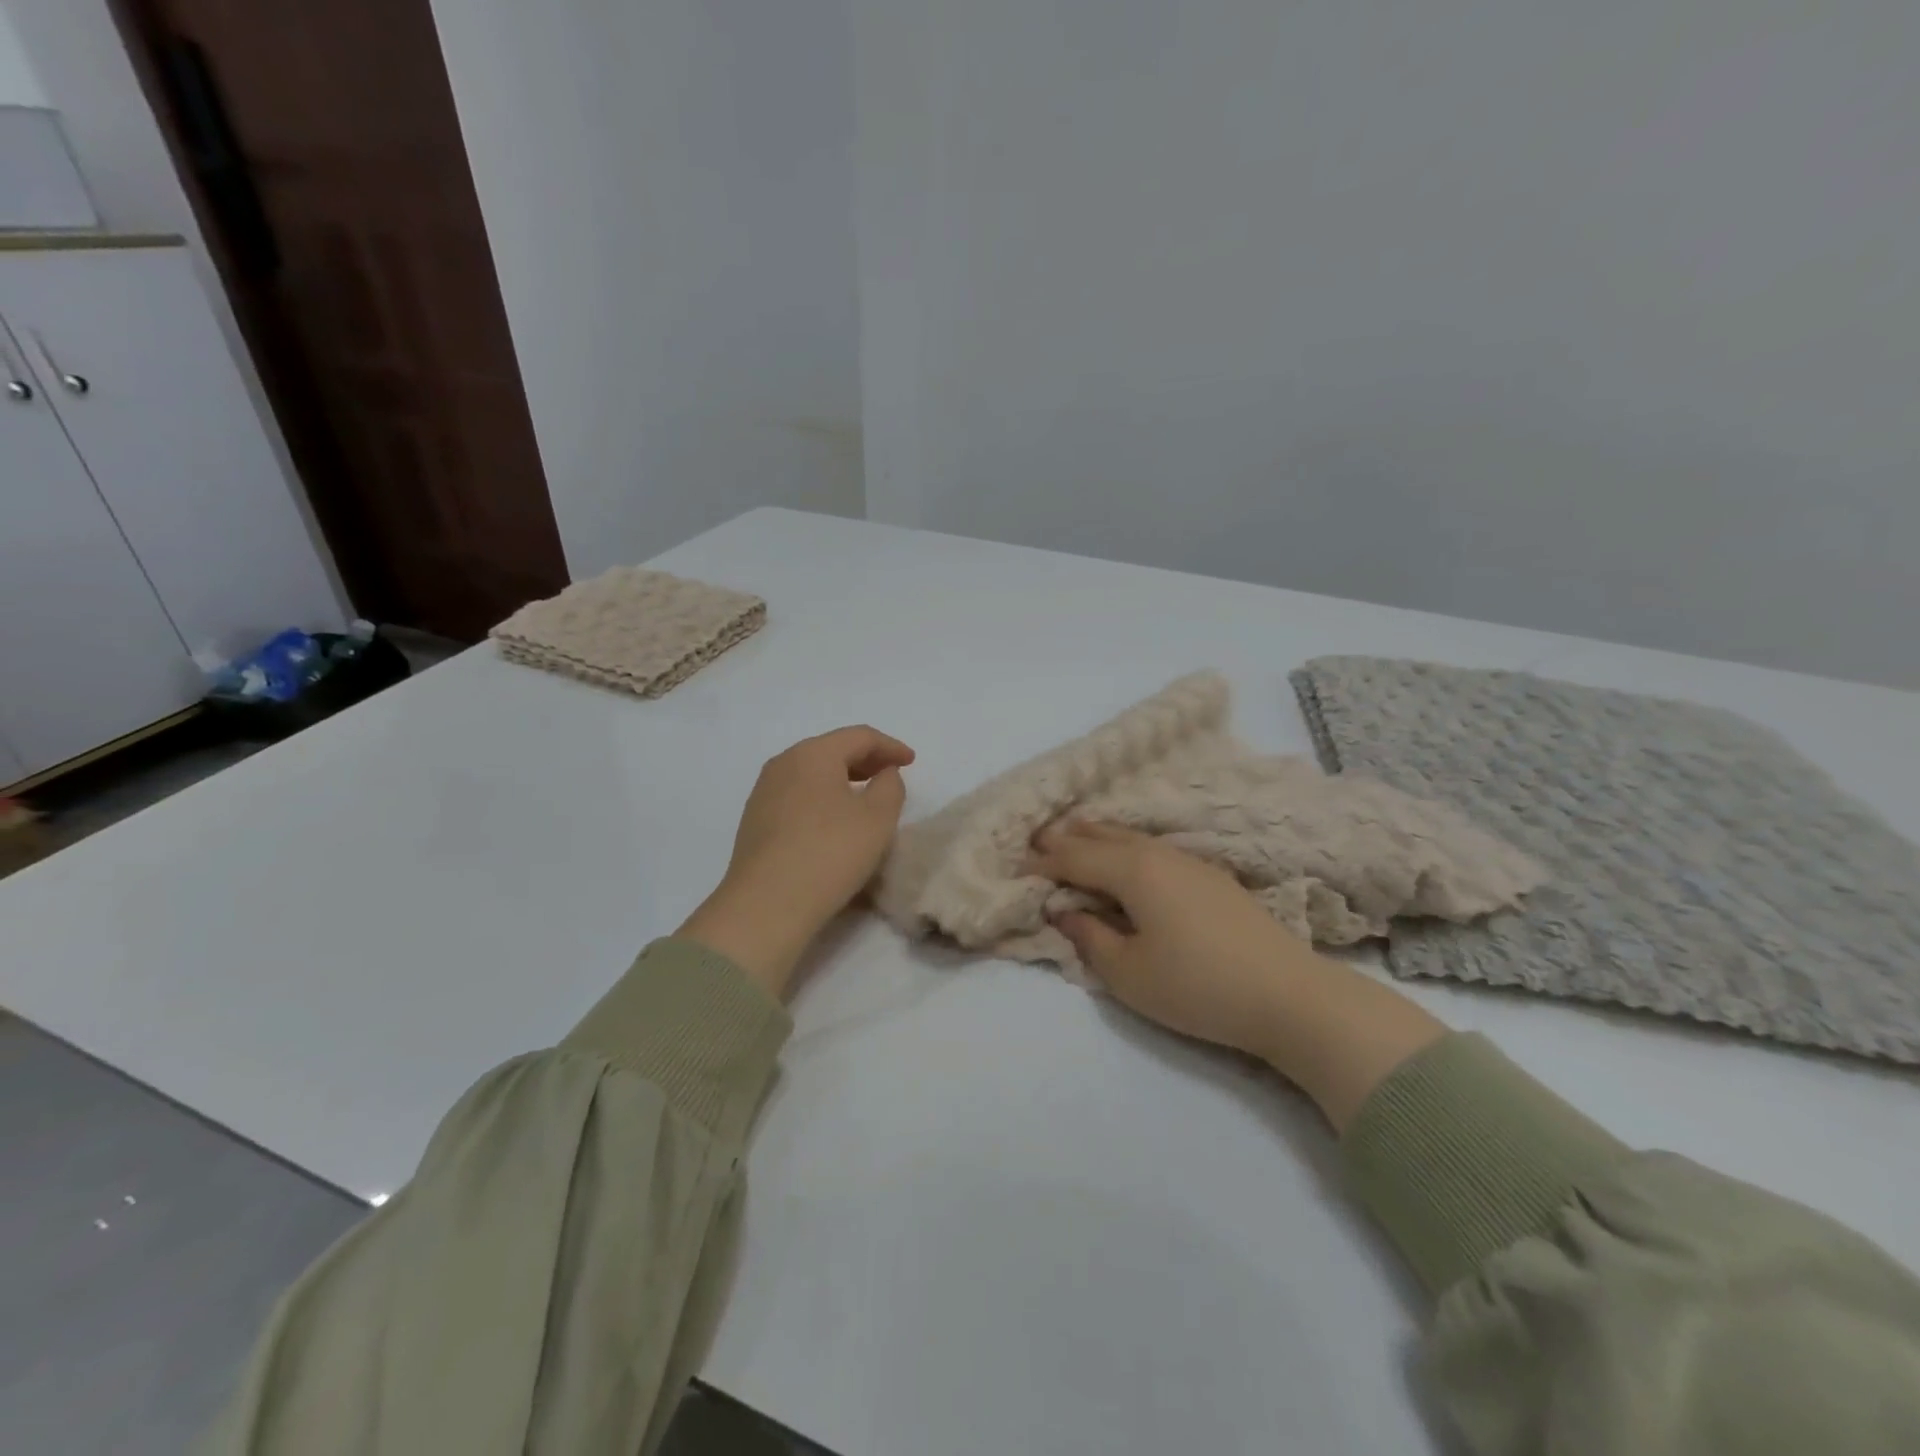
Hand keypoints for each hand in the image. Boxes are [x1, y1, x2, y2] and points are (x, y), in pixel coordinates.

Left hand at [679, 726, 915, 996]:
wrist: (766, 905)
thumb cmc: (830, 852)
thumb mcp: (878, 818)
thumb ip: (890, 786)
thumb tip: (883, 775)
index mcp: (813, 753)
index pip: (859, 736)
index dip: (890, 746)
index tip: (912, 762)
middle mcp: (783, 764)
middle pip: (832, 750)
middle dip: (866, 760)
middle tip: (891, 774)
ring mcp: (763, 793)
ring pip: (812, 774)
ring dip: (842, 780)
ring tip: (865, 798)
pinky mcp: (755, 822)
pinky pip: (797, 796)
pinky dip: (822, 798)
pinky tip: (833, 821)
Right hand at [1029, 822, 1317, 1057]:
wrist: (1288, 995)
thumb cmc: (1197, 986)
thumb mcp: (1128, 973)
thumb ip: (1089, 936)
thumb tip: (1064, 909)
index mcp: (1133, 871)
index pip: (1075, 859)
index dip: (1043, 864)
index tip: (1016, 869)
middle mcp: (1159, 855)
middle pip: (1104, 837)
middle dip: (1069, 838)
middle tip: (1039, 838)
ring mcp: (1191, 863)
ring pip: (1133, 839)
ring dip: (1100, 837)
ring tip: (1078, 834)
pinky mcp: (1213, 878)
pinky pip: (1154, 850)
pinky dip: (1128, 847)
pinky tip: (1131, 858)